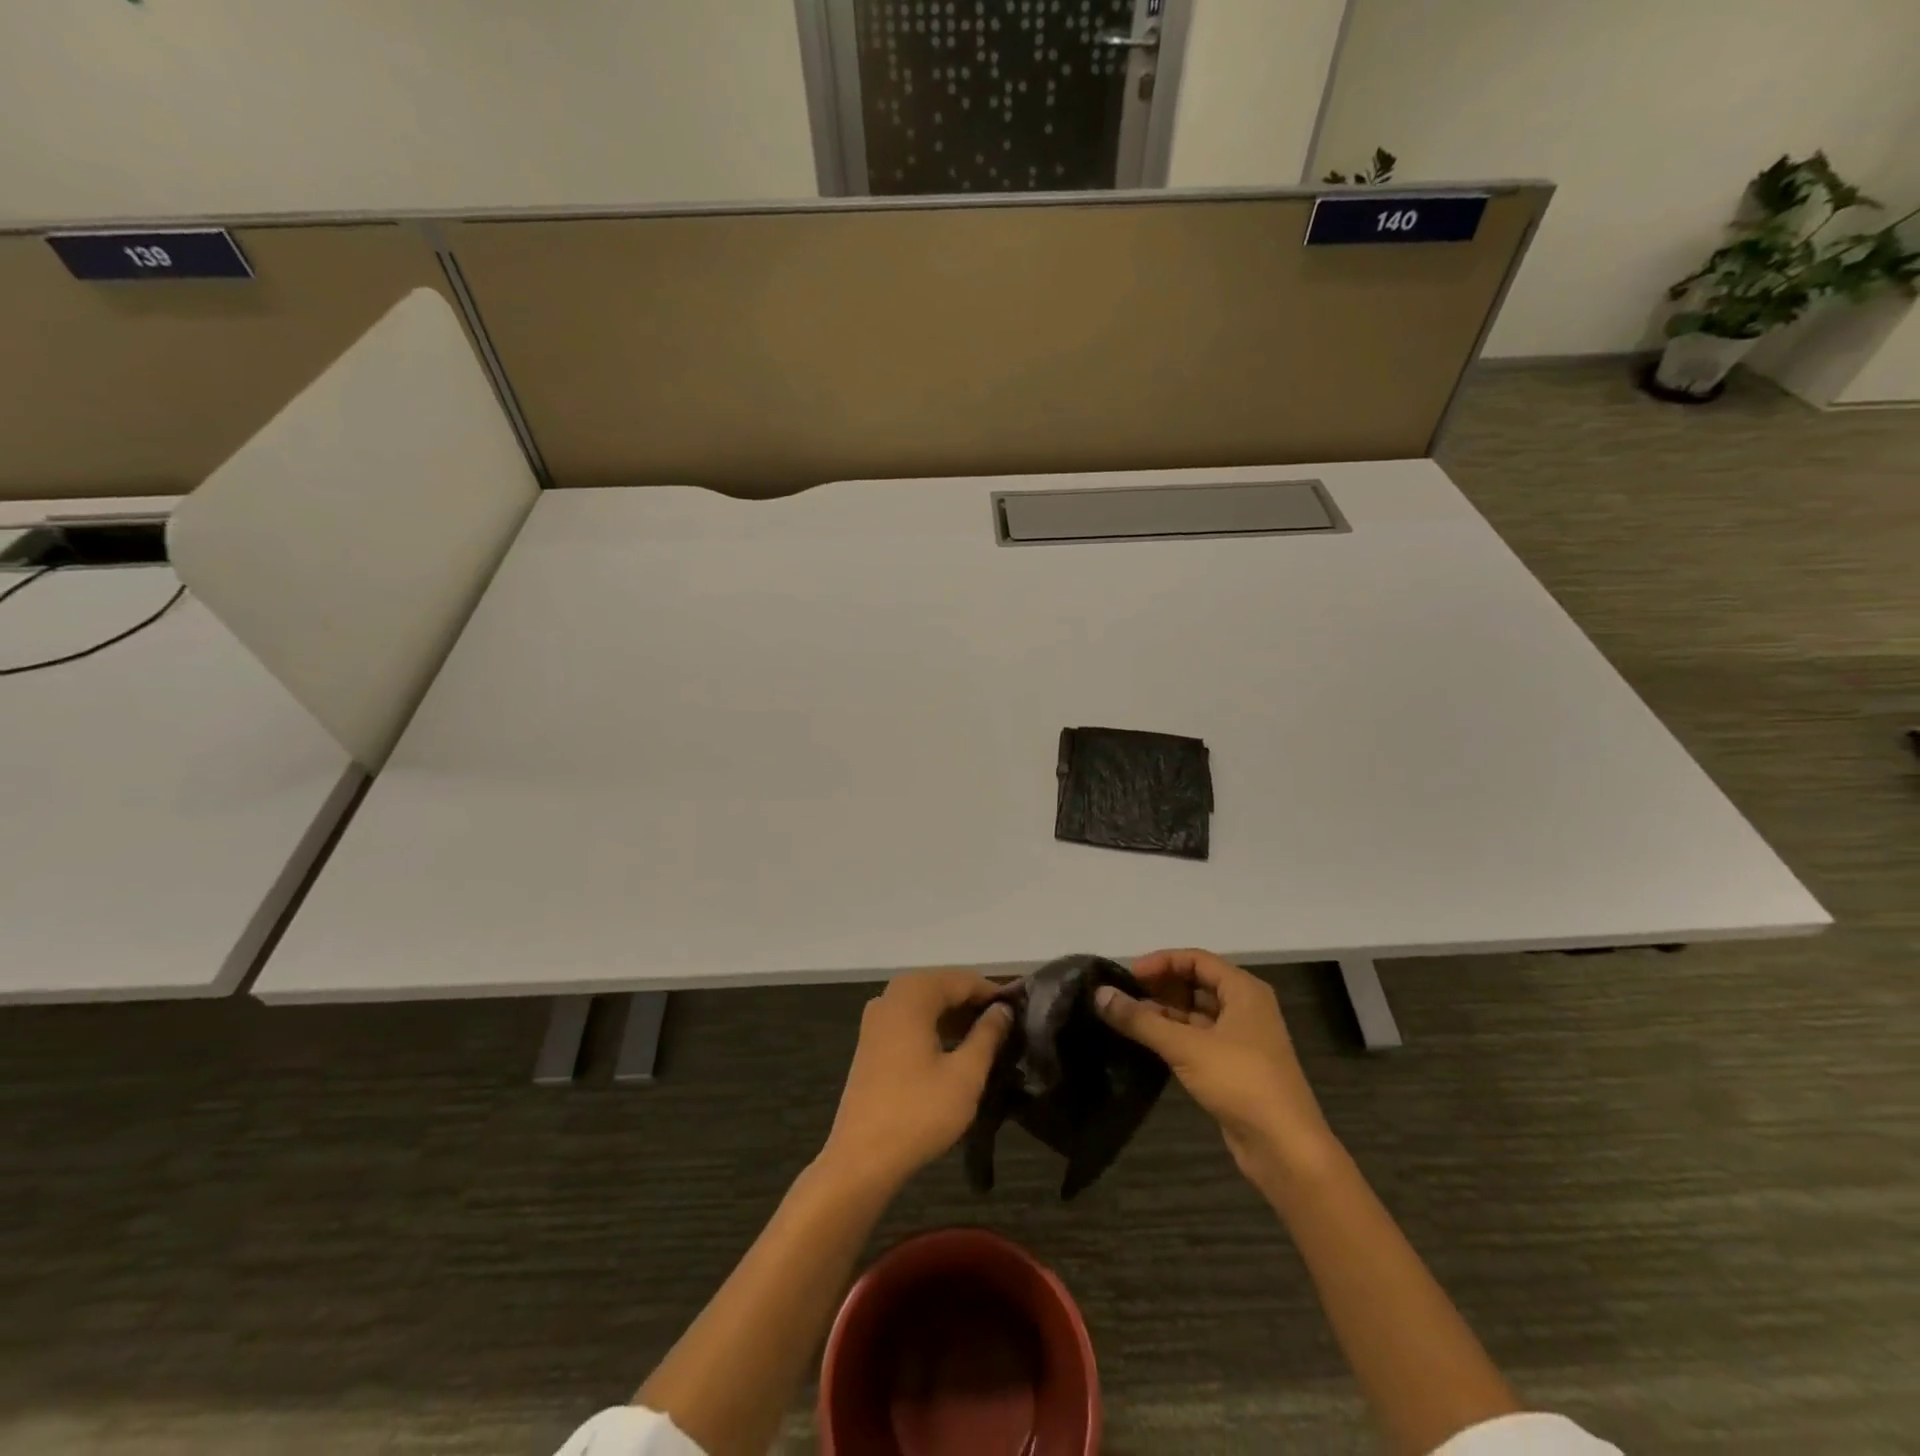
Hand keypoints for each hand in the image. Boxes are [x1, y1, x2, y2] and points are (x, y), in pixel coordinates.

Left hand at [820, 970, 1012, 1192]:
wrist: (861, 1158)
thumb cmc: (918, 1112)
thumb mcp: (965, 1075)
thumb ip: (988, 1035)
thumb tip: (1003, 1009)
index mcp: (912, 995)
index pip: (962, 980)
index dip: (993, 992)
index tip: (1020, 1009)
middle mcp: (890, 997)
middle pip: (941, 986)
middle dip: (974, 1002)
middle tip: (1006, 1024)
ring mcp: (876, 1019)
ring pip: (925, 1003)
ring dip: (955, 1014)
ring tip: (987, 1037)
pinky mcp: (871, 1042)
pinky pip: (910, 1019)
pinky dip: (934, 1026)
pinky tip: (955, 1048)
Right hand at [1095, 949, 1336, 1189]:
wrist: (1285, 1148)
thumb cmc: (1241, 1082)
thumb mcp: (1185, 1046)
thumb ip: (1140, 1020)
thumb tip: (1100, 994)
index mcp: (1244, 991)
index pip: (1196, 959)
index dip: (1161, 962)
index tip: (1128, 976)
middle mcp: (1245, 1007)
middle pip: (1196, 983)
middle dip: (1160, 987)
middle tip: (1124, 997)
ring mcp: (1242, 1038)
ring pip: (1196, 1013)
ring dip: (1164, 1013)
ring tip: (1128, 1020)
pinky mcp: (1234, 1066)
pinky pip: (1199, 1038)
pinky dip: (1174, 1036)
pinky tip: (1147, 1044)